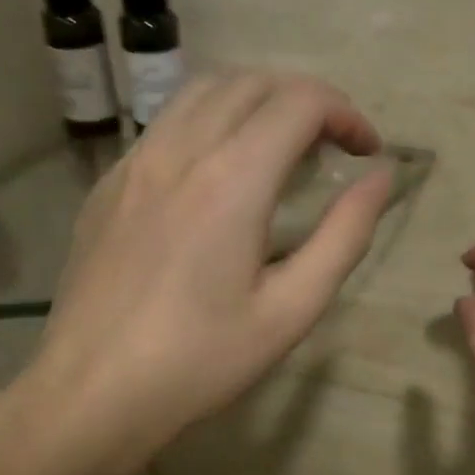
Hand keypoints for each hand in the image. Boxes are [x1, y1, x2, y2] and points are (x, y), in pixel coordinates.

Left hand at [14, 71, 393, 474]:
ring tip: (278, 148)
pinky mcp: (107, 186)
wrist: (92, 392)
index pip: (299, 102)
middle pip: (250, 82)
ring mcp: (134, 164)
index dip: (344, 113)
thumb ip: (343, 237)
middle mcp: (179, 152)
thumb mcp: (290, 311)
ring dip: (252, 102)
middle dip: (303, 100)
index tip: (365, 151)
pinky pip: (164, 127)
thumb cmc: (200, 361)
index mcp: (232, 180)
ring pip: (200, 93)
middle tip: (330, 147)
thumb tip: (381, 178)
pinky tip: (215, 175)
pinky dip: (207, 124)